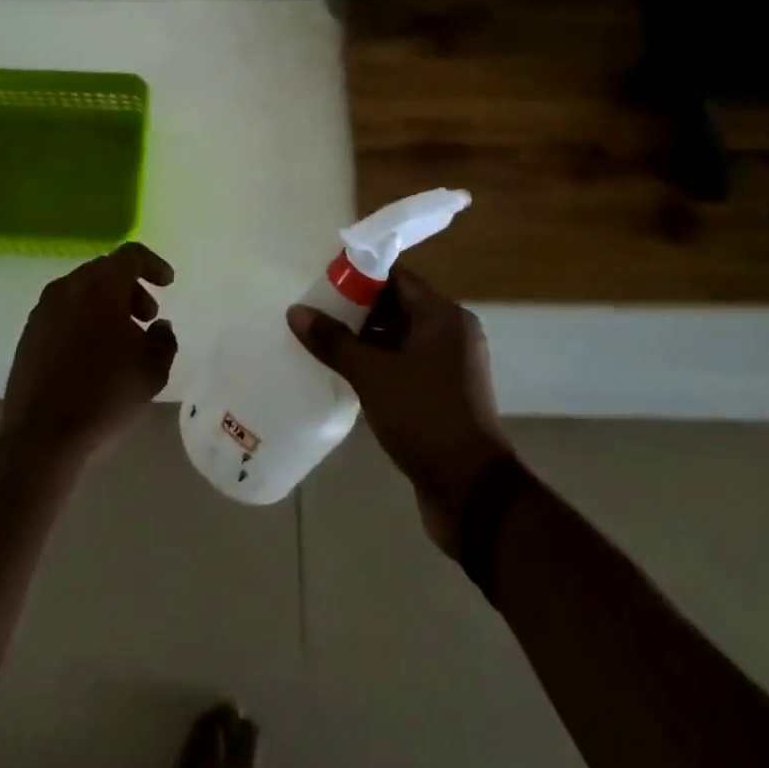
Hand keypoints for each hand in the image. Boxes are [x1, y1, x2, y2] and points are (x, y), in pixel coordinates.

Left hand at [0, 242, 177, 471]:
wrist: (42, 435)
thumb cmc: (105, 394)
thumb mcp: (153, 369)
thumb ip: (164, 340)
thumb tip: (158, 327)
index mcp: (100, 285)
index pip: (131, 256)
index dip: (153, 265)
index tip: (167, 283)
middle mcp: (69, 287)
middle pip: (105, 271)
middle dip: (130, 288)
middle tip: (146, 317)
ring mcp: (43, 309)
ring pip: (82, 291)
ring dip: (106, 304)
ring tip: (121, 340)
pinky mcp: (28, 334)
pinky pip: (63, 313)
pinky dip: (83, 320)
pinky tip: (92, 354)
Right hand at [288, 268, 513, 553]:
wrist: (472, 493)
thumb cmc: (425, 416)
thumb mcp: (372, 375)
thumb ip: (334, 340)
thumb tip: (296, 311)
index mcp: (443, 316)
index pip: (397, 277)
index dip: (360, 274)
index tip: (323, 276)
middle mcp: (451, 334)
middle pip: (397, 305)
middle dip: (356, 307)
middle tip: (315, 306)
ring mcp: (448, 366)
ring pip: (398, 338)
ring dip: (364, 338)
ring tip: (321, 336)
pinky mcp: (441, 395)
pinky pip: (403, 365)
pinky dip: (377, 364)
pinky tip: (343, 370)